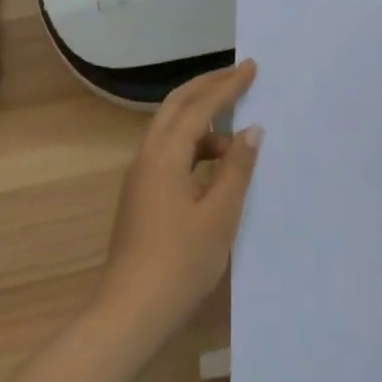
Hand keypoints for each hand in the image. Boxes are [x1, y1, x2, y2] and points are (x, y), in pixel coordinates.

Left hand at [95, 61, 263, 342]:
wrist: (129, 314)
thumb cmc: (179, 264)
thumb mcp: (219, 216)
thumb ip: (237, 169)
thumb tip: (251, 131)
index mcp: (164, 155)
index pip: (200, 106)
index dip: (227, 85)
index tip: (252, 67)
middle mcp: (147, 157)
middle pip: (176, 106)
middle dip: (208, 87)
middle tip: (239, 76)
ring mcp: (140, 177)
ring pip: (172, 130)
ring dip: (203, 121)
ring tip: (238, 134)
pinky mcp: (142, 197)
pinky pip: (170, 153)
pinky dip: (195, 147)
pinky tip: (217, 167)